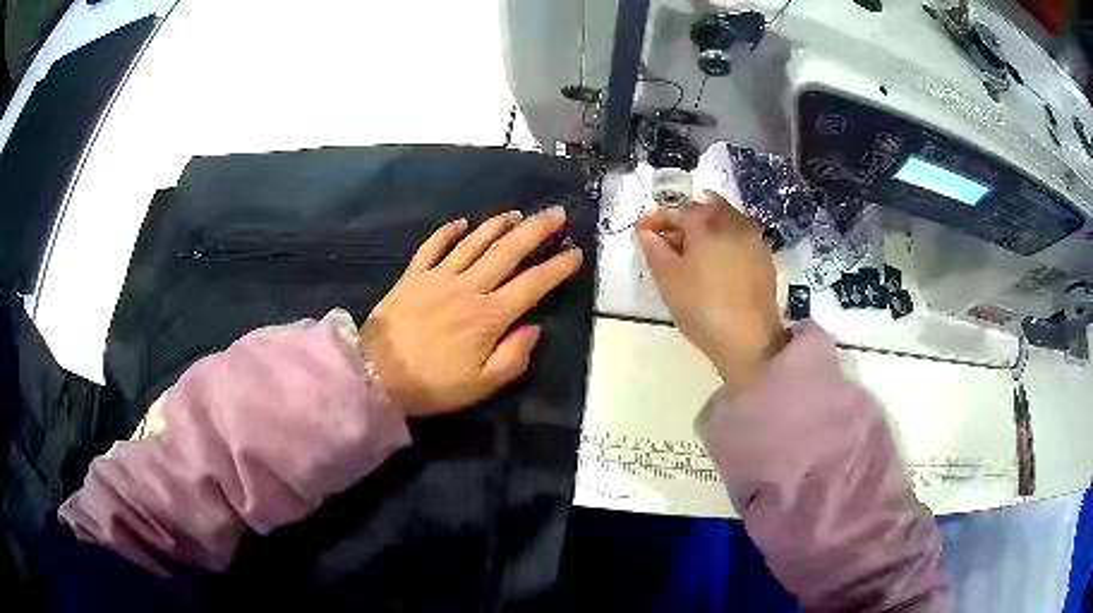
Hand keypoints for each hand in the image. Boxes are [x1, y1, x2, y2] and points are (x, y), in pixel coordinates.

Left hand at [361, 207, 582, 416]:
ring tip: (517, 214)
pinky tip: (461, 222)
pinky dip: (447, 232)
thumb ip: (513, 357)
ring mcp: (438, 277)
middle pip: (508, 252)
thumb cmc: (432, 385)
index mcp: (489, 316)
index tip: (576, 253)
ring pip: (474, 243)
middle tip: (556, 213)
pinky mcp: (413, 277)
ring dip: (498, 225)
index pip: (532, 285)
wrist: (375, 376)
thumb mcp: (481, 385)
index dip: (557, 267)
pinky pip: (432, 247)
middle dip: (536, 230)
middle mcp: (468, 288)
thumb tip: (534, 328)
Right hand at [635, 191, 785, 396]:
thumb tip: (646, 231)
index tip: (639, 230)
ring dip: (705, 227)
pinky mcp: (764, 257)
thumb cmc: (702, 307)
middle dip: (683, 218)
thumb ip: (654, 248)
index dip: (655, 218)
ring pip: (724, 219)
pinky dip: (723, 240)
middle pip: (704, 207)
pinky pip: (738, 236)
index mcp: (706, 222)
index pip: (676, 210)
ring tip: (690, 252)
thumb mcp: (668, 279)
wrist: (750, 340)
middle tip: (666, 239)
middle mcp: (733, 221)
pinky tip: (714, 262)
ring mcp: (753, 238)